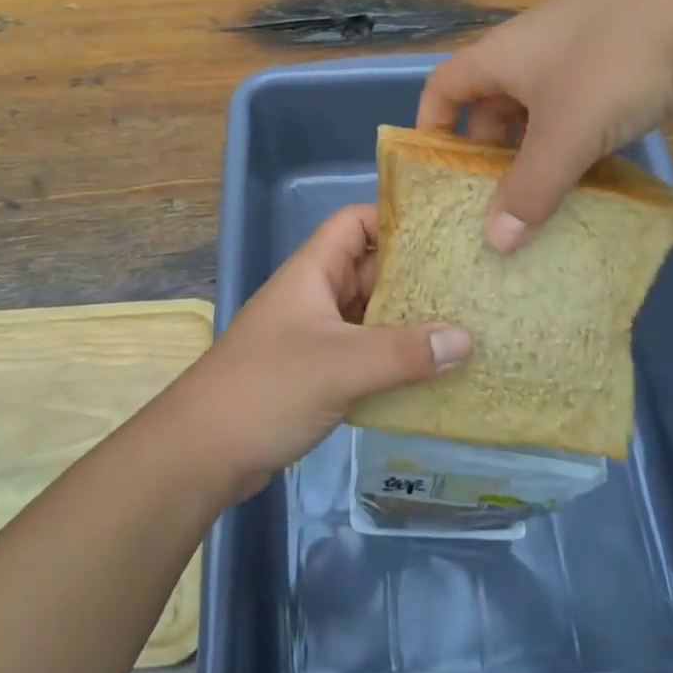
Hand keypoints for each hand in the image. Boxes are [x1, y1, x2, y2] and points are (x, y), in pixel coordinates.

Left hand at [170, 205, 471, 495]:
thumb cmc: (267, 389)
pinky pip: (364, 352)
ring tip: (464, 326)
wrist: (202, 453)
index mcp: (313, 272)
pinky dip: (394, 357)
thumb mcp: (340, 365)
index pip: (355, 222)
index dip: (395, 219)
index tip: (443, 234)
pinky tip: (431, 373)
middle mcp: (315, 295)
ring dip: (409, 320)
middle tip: (470, 283)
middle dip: (416, 274)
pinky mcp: (317, 373)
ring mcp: (315, 335)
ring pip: (370, 314)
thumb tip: (466, 340)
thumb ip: (404, 352)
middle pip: (370, 268)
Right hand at [418, 0, 672, 252]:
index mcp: (498, 57)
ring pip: (534, 103)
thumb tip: (495, 244)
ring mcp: (570, 45)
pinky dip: (571, 131)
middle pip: (488, 102)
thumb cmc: (611, 68)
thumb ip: (530, 192)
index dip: (431, 128)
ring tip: (547, 187)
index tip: (440, 172)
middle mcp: (525, 47)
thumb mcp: (566, 137)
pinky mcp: (610, 49)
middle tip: (499, 195)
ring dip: (534, 145)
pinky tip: (594, 159)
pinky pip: (572, 98)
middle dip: (489, 150)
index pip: (441, 89)